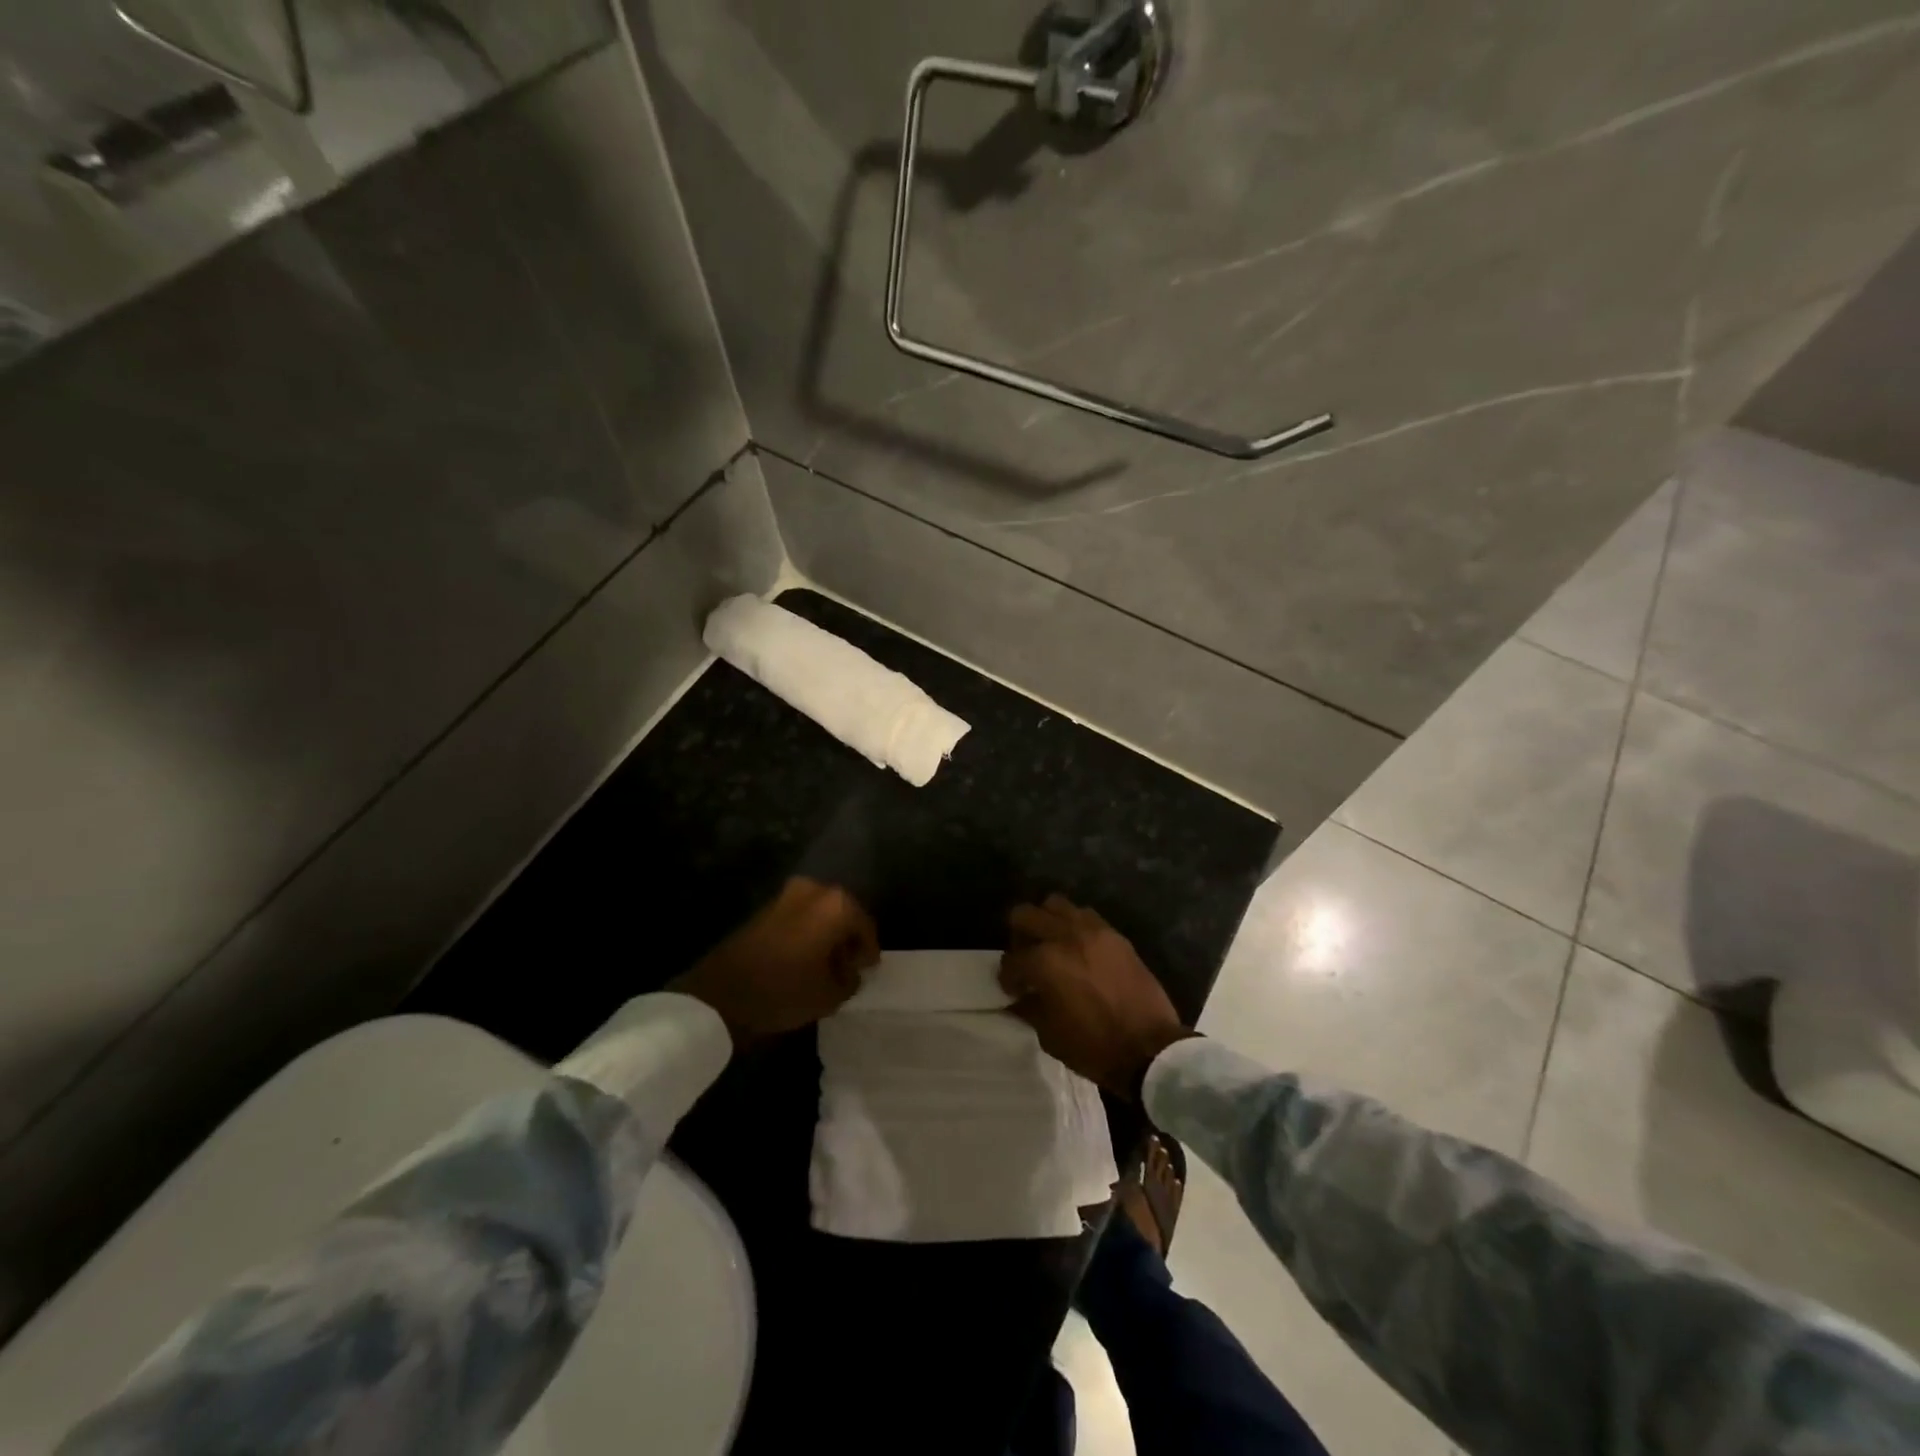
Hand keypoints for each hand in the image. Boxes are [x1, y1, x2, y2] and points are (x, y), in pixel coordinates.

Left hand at [673, 878, 879, 1045]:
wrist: (719, 994)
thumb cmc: (782, 991)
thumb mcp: (829, 995)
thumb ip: (850, 980)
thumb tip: (850, 971)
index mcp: (836, 905)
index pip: (866, 926)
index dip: (868, 952)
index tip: (867, 971)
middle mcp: (815, 890)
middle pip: (844, 914)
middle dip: (847, 940)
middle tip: (848, 968)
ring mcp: (787, 895)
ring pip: (821, 914)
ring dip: (826, 936)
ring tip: (826, 967)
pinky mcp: (766, 907)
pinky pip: (800, 917)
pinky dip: (808, 934)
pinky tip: (804, 960)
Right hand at [998, 895, 1192, 1097]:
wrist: (1151, 1049)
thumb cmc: (1095, 1047)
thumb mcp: (1049, 1035)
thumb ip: (1029, 1007)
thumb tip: (1019, 996)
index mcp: (1045, 963)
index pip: (1011, 960)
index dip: (1008, 977)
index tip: (1013, 990)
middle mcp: (1065, 936)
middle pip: (1025, 915)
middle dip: (1018, 937)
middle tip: (1025, 959)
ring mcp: (1093, 931)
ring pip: (1056, 905)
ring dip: (1046, 922)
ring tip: (1052, 946)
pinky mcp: (1115, 935)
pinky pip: (1085, 915)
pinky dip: (1074, 926)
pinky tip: (1078, 949)